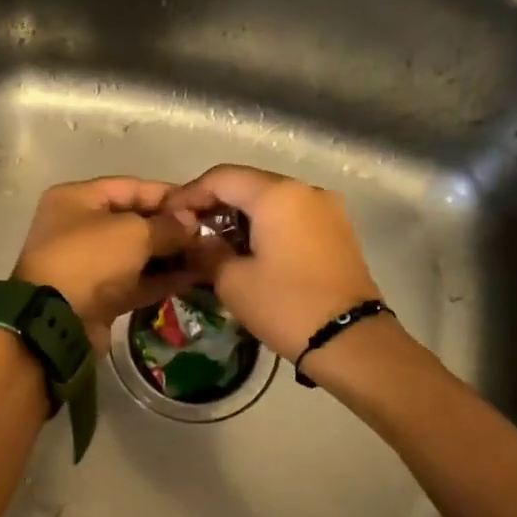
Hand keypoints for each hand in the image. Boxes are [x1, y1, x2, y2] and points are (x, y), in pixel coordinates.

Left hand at [13, 178, 195, 349]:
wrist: (57, 321)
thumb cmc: (90, 260)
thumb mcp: (133, 233)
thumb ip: (167, 226)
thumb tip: (192, 224)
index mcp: (77, 199)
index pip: (131, 187)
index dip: (169, 195)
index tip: (203, 204)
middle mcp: (80, 228)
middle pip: (135, 221)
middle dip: (172, 228)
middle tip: (211, 233)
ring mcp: (89, 265)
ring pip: (138, 255)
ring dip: (171, 256)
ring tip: (209, 256)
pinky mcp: (99, 296)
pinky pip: (136, 282)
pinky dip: (162, 280)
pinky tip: (194, 278)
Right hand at [168, 165, 382, 360]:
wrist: (349, 339)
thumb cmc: (285, 305)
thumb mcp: (232, 282)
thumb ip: (206, 252)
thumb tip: (195, 240)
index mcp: (277, 194)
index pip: (221, 177)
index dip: (189, 194)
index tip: (168, 217)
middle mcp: (305, 190)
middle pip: (248, 184)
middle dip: (215, 204)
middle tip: (188, 232)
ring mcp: (326, 208)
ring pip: (271, 201)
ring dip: (240, 217)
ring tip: (214, 245)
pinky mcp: (337, 230)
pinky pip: (291, 216)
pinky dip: (265, 226)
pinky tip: (248, 252)